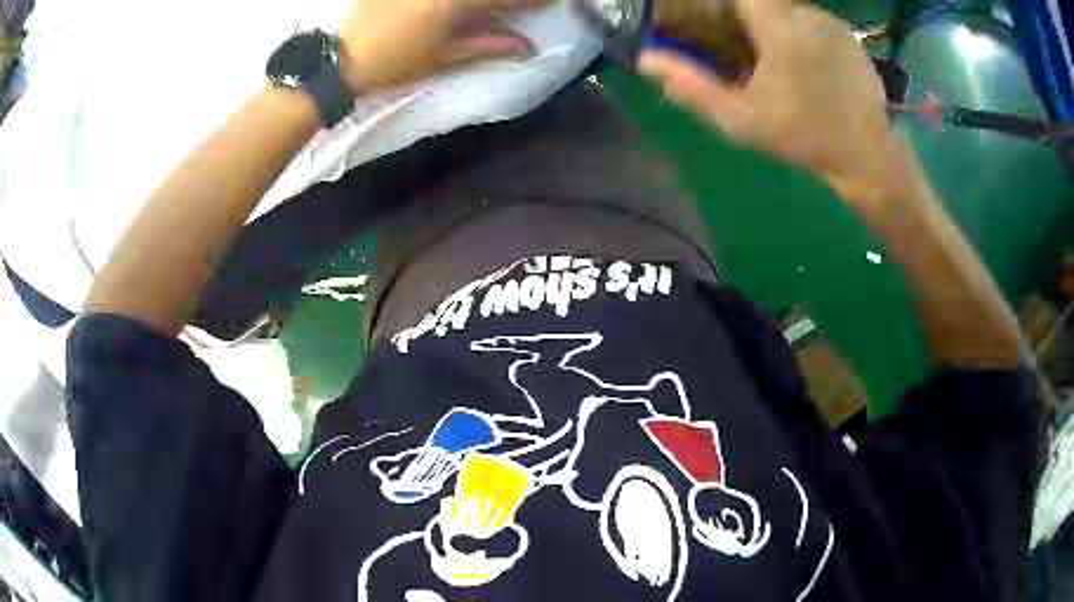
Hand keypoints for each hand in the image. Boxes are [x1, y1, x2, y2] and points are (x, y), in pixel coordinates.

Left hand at [337, 0, 547, 92]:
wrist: (341, 60)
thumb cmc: (394, 65)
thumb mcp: (443, 59)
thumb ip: (487, 47)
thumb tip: (526, 47)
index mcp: (455, 5)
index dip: (535, 0)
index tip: (555, 1)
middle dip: (514, 0)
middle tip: (527, 5)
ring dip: (485, 1)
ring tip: (487, 12)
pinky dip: (462, 2)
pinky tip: (461, 8)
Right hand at [638, 0, 895, 203]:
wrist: (869, 157)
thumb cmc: (804, 138)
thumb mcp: (741, 119)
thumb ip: (691, 86)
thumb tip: (646, 60)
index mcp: (778, 26)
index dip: (718, 3)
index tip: (709, 18)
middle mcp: (806, 13)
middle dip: (742, 15)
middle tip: (736, 46)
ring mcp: (832, 23)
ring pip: (786, 8)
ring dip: (771, 24)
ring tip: (773, 61)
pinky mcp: (849, 36)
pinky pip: (810, 20)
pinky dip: (797, 31)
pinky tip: (802, 64)